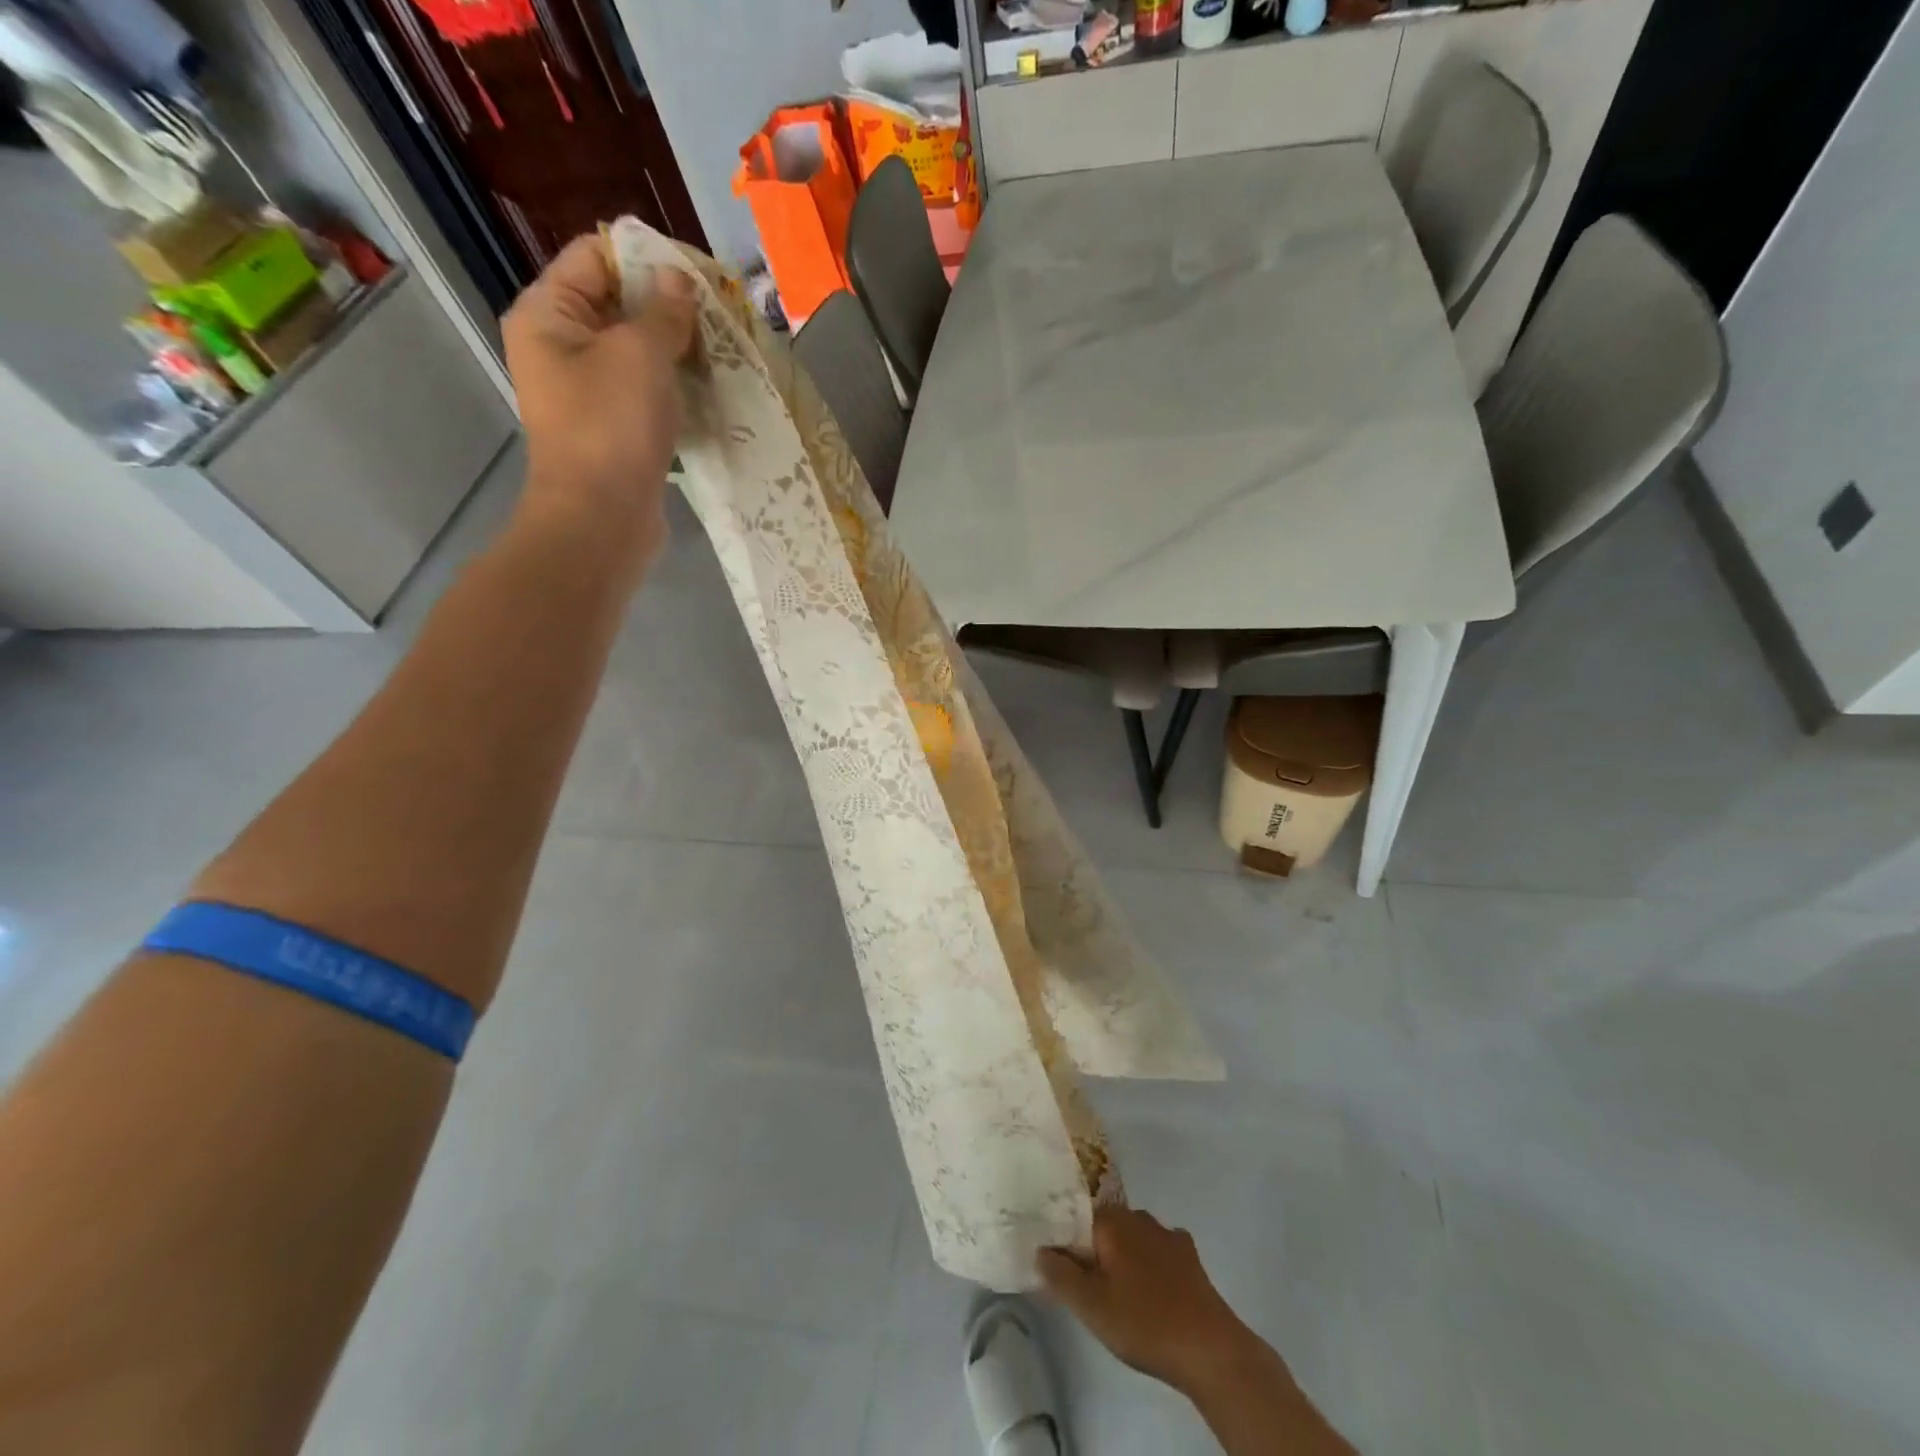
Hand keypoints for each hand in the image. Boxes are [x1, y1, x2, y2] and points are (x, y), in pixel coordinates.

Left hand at [502, 234, 697, 568]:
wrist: (601, 519)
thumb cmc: (611, 428)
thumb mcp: (640, 354)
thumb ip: (662, 310)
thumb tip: (678, 281)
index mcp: (548, 313)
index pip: (595, 257)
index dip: (646, 258)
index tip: (698, 276)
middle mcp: (560, 345)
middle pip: (618, 303)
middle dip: (668, 307)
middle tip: (718, 318)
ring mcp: (587, 390)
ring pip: (637, 350)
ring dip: (677, 350)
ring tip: (720, 353)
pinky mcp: (613, 427)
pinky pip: (645, 390)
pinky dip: (674, 386)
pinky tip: (708, 389)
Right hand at [1037, 1206, 1256, 1398]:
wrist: (1210, 1349)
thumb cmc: (1143, 1322)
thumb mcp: (1090, 1305)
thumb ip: (1059, 1274)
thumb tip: (1041, 1249)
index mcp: (1112, 1220)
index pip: (1076, 1218)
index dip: (1065, 1242)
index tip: (1060, 1268)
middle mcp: (1138, 1216)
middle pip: (1104, 1227)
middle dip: (1094, 1251)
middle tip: (1086, 1289)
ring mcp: (1168, 1234)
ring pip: (1132, 1239)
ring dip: (1122, 1259)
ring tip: (1118, 1295)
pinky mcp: (1189, 1257)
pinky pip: (1157, 1253)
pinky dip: (1149, 1267)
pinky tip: (1149, 1293)